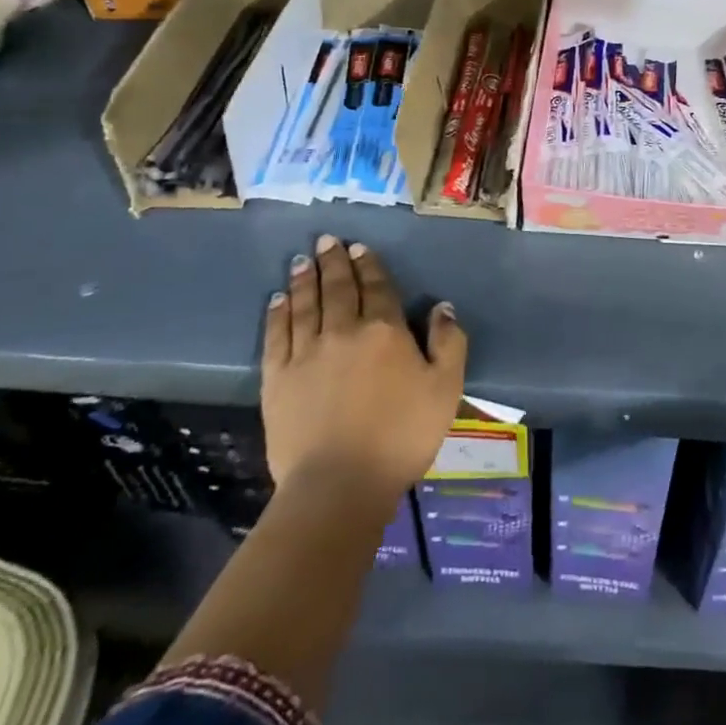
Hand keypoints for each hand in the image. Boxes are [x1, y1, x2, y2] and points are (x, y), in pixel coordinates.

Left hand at [261, 234, 466, 498]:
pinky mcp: (277, 379)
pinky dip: (278, 313)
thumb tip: (442, 307)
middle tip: (327, 240)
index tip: (359, 247)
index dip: (368, 265)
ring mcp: (306, 353)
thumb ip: (449, 343)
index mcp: (384, 330)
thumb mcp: (446, 389)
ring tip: (302, 259)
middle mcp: (343, 331)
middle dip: (334, 262)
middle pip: (337, 288)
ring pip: (305, 305)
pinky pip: (276, 335)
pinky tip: (278, 299)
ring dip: (305, 279)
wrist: (339, 484)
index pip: (376, 287)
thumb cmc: (401, 436)